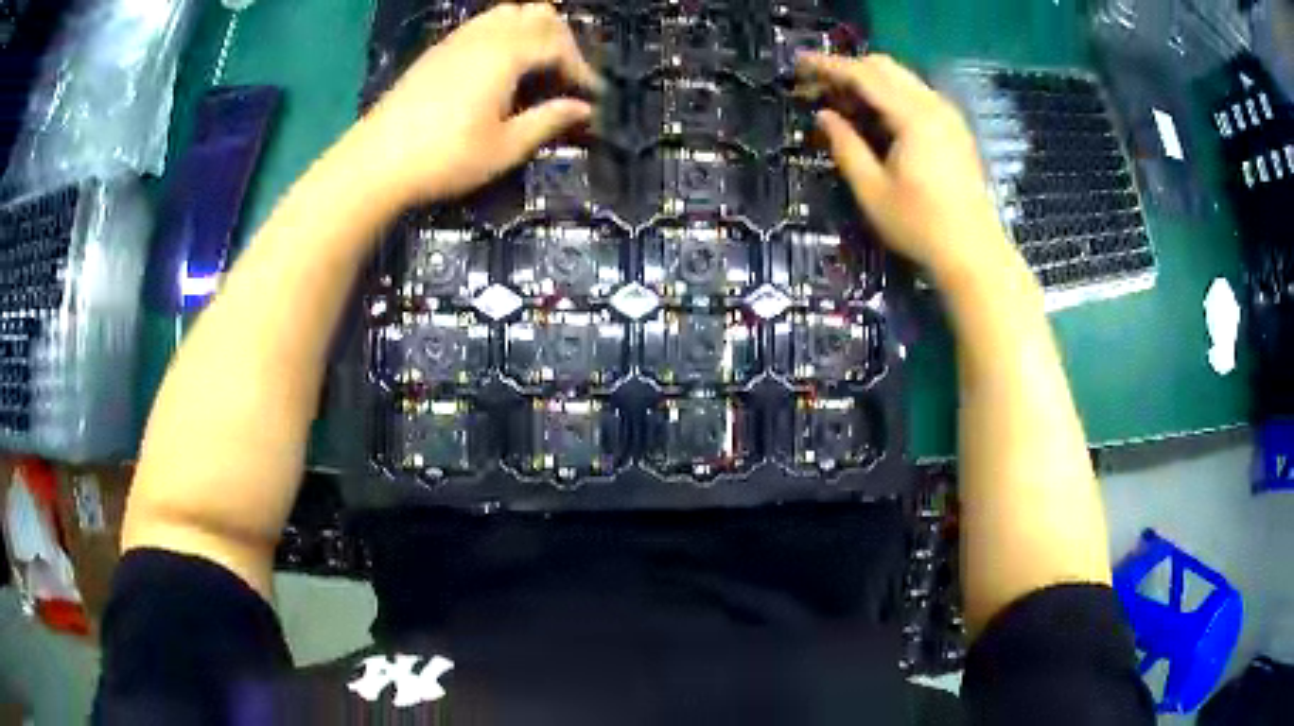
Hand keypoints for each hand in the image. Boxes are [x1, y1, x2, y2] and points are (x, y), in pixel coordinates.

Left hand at [348, 3, 600, 206]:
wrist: (375, 162)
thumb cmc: (444, 159)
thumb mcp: (504, 148)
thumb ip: (548, 121)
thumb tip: (582, 109)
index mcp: (505, 55)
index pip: (558, 44)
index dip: (580, 68)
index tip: (590, 96)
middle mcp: (485, 36)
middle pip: (538, 14)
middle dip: (561, 40)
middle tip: (563, 75)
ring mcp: (457, 39)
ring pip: (508, 12)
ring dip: (532, 31)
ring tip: (535, 65)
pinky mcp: (438, 49)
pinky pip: (482, 23)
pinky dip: (504, 33)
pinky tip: (499, 66)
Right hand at [797, 53, 1012, 284]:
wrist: (974, 253)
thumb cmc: (920, 227)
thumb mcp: (872, 191)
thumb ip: (846, 147)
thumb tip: (824, 116)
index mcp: (913, 117)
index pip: (864, 76)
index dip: (828, 67)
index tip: (799, 65)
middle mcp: (934, 106)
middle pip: (885, 67)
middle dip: (848, 69)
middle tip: (819, 86)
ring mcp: (949, 115)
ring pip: (902, 78)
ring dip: (870, 81)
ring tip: (843, 101)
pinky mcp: (955, 128)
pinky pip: (917, 93)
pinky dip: (891, 94)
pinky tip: (877, 116)